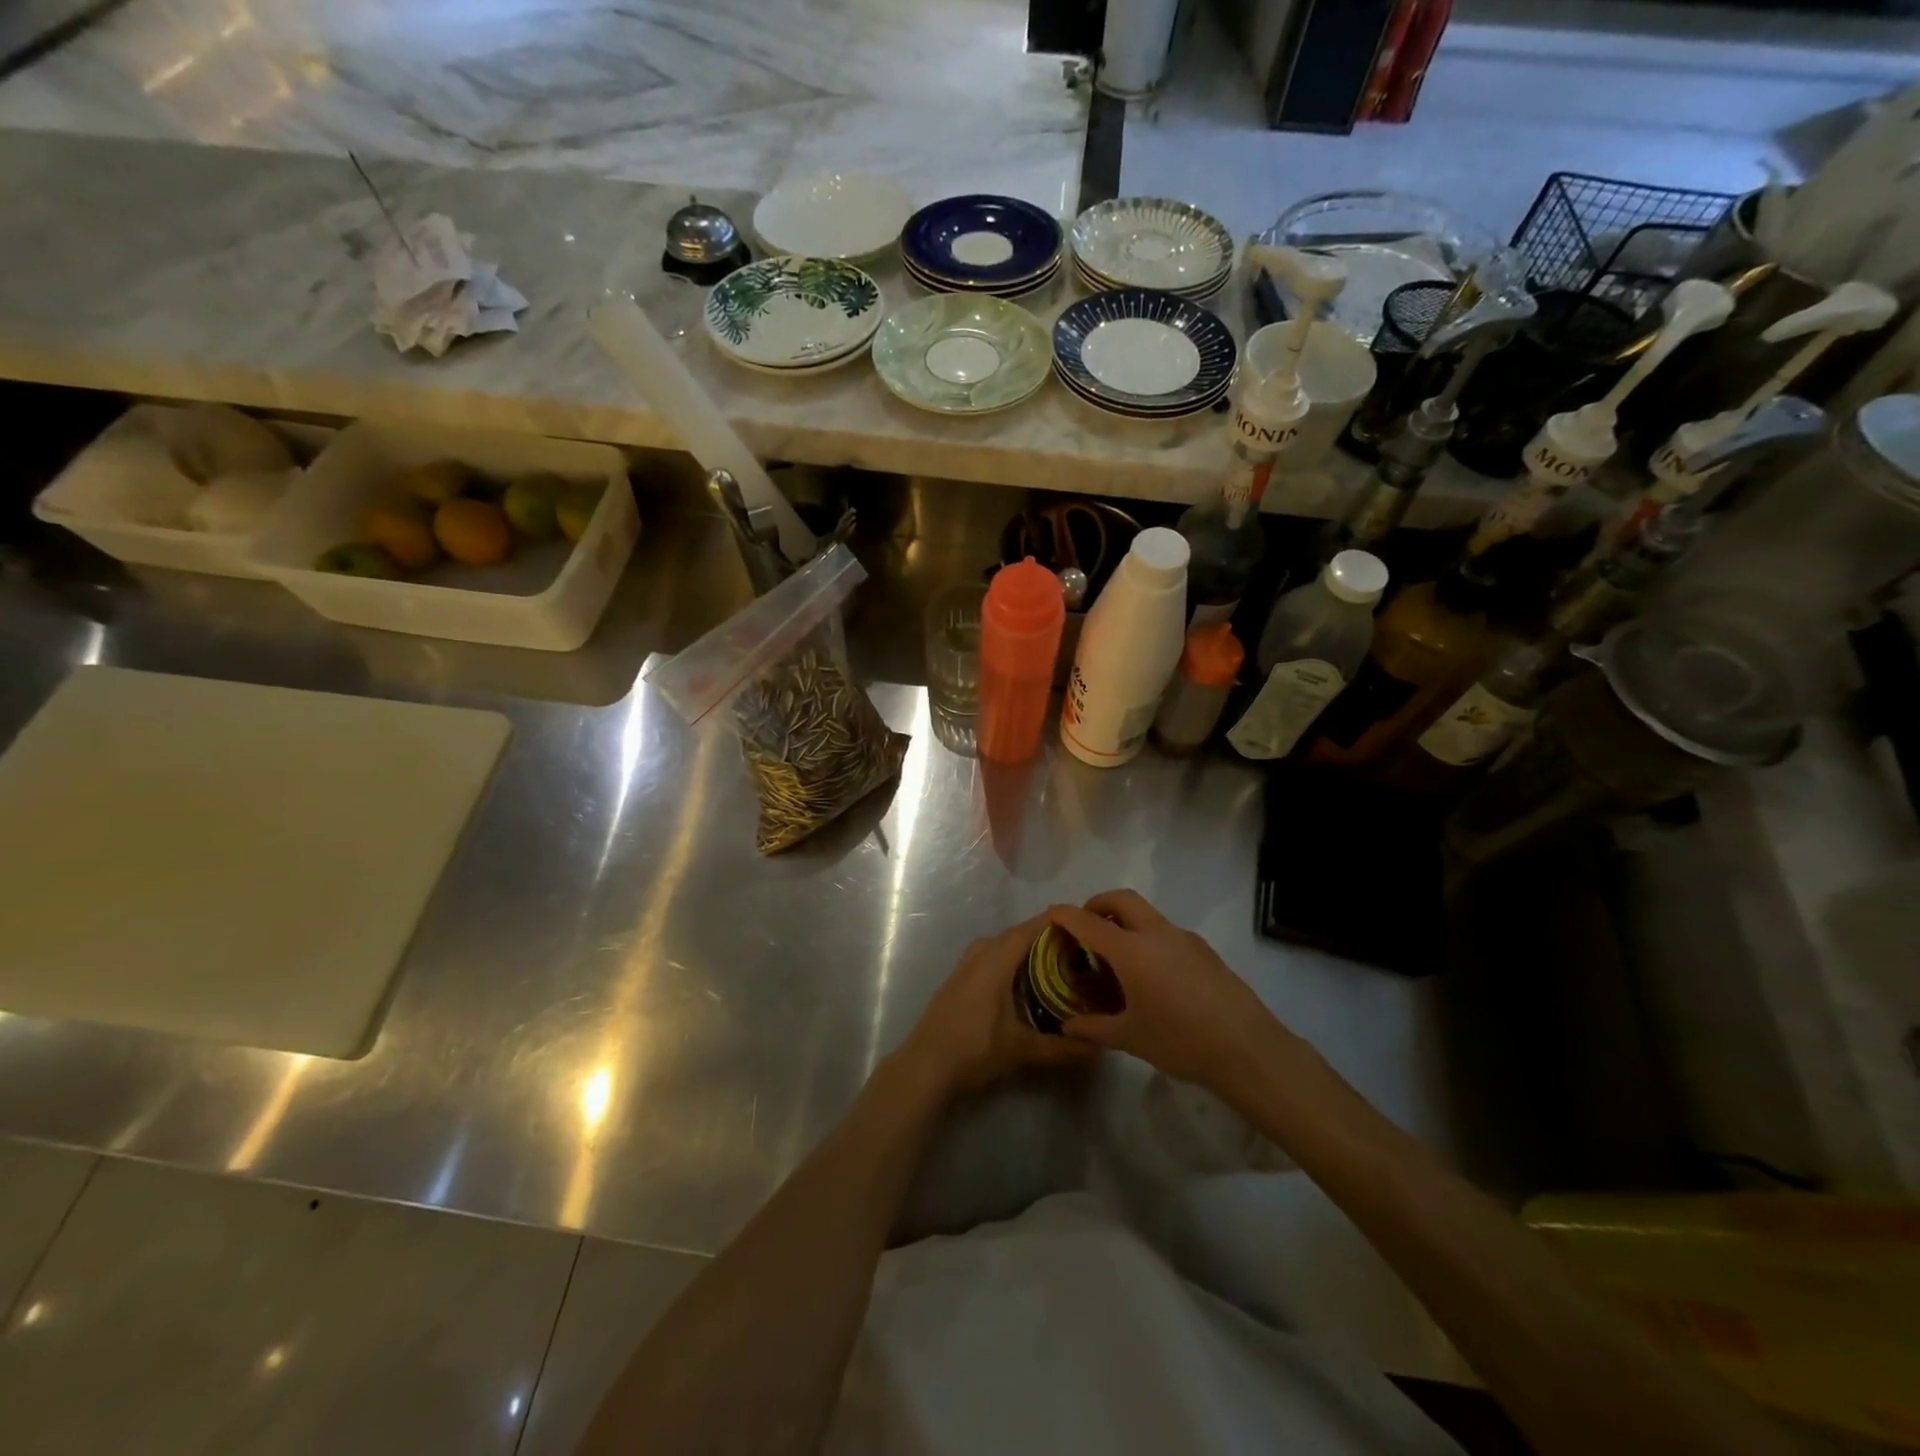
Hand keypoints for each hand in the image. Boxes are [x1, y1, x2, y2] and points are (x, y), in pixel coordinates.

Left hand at [897, 912, 1098, 1095]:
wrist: (925, 1066)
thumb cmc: (974, 1049)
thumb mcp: (1022, 1049)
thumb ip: (1063, 1047)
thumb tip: (1101, 1048)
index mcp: (997, 956)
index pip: (1035, 926)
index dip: (1063, 923)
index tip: (1092, 928)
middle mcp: (982, 950)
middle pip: (1023, 934)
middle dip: (1053, 940)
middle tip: (1086, 952)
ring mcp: (969, 961)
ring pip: (1008, 946)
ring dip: (1033, 952)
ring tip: (1065, 967)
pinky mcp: (962, 975)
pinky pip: (996, 956)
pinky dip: (1016, 962)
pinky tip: (1032, 983)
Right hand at [1048, 890, 1299, 1100]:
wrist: (1248, 1049)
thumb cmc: (1180, 1041)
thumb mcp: (1130, 1038)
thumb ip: (1094, 1027)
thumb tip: (1067, 1027)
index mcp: (1132, 951)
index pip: (1089, 923)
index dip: (1067, 915)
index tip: (1051, 912)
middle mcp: (1157, 934)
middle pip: (1122, 899)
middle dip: (1099, 903)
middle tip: (1086, 925)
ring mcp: (1185, 939)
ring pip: (1148, 914)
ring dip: (1126, 921)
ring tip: (1117, 956)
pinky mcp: (1205, 951)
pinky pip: (1167, 933)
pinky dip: (1149, 938)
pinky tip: (1152, 975)